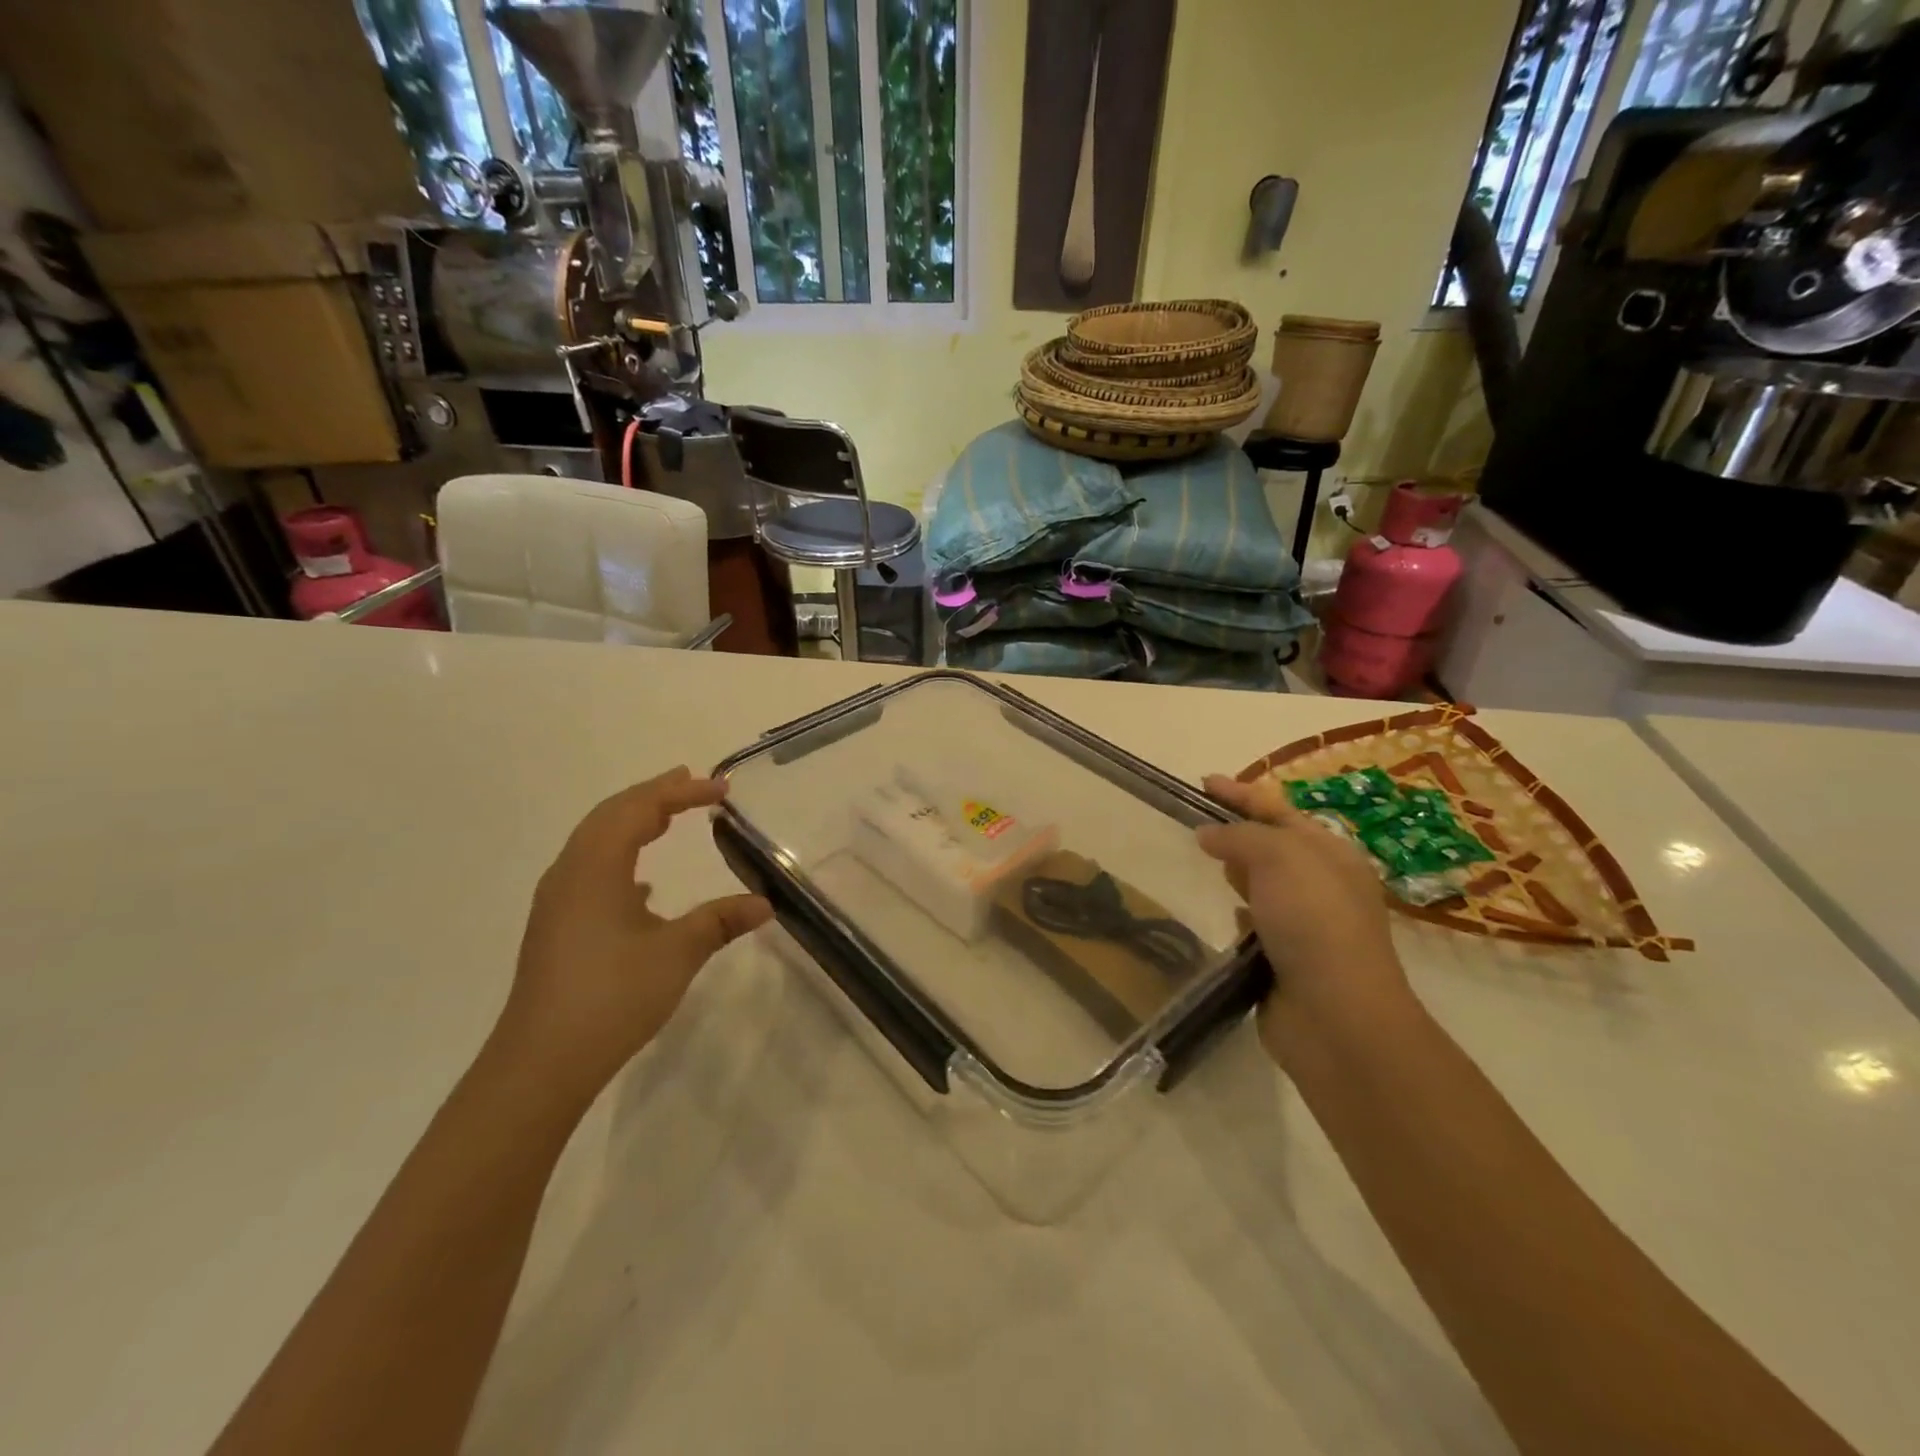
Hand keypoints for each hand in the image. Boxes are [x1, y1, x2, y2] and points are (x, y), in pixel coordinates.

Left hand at [492, 768, 771, 1107]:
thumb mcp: (677, 953)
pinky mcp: (557, 928)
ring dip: (632, 822)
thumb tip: (765, 904)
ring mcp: (558, 902)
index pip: (641, 809)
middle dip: (652, 795)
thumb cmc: (612, 996)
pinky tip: (642, 885)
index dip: (682, 793)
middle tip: (691, 783)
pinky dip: (620, 858)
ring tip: (667, 818)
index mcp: (596, 867)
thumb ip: (720, 921)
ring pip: (595, 842)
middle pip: (610, 815)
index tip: (723, 789)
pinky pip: (590, 871)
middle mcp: (570, 873)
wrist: (541, 1063)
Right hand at [1198, 773, 1413, 1058]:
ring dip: (1237, 872)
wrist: (1335, 1015)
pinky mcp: (1284, 959)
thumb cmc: (1313, 923)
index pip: (1278, 810)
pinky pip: (1256, 923)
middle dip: (1237, 829)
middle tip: (1196, 819)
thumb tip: (1208, 834)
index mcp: (1330, 854)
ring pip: (1262, 884)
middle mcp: (1321, 885)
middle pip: (1270, 845)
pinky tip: (1227, 915)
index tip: (1203, 782)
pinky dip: (1241, 914)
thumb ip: (1239, 837)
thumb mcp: (1279, 859)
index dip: (1241, 793)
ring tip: (1204, 860)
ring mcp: (1304, 924)